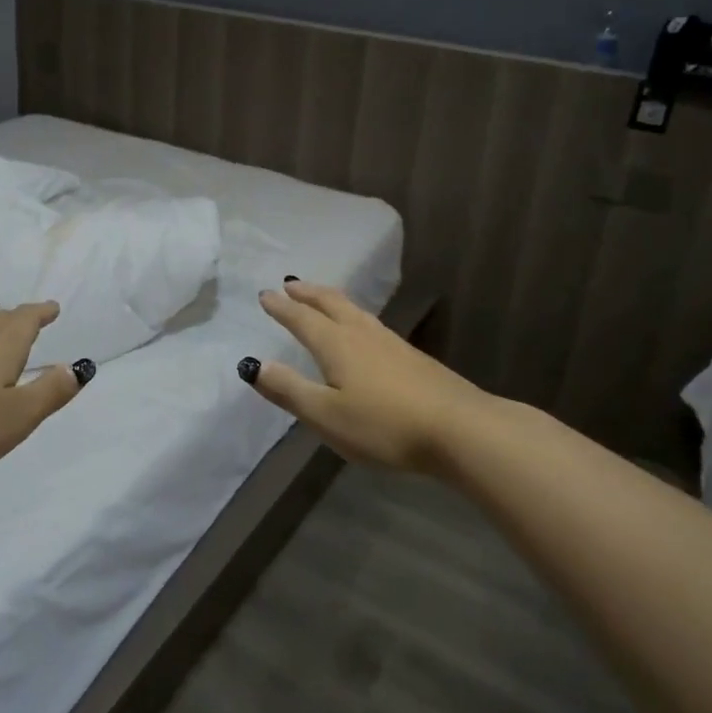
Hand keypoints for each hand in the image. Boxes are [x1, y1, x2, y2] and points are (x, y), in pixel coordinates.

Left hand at [0, 303, 94, 477]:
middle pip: (0, 321)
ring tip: (0, 340)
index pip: (28, 319)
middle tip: (30, 319)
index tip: (52, 307)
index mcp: (4, 345)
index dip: (42, 312)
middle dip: (18, 319)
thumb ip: (50, 392)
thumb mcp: (19, 415)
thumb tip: (76, 368)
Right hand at [241, 281, 492, 471]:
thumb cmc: (385, 425)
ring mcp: (390, 342)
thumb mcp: (326, 415)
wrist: (460, 428)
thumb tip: (251, 365)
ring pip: (354, 310)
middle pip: (330, 304)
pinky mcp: (412, 356)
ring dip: (331, 299)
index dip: (281, 307)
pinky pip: (371, 323)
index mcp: (336, 344)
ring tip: (321, 297)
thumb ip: (289, 390)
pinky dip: (353, 315)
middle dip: (307, 293)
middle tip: (290, 284)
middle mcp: (361, 334)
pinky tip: (363, 330)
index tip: (265, 294)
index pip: (301, 319)